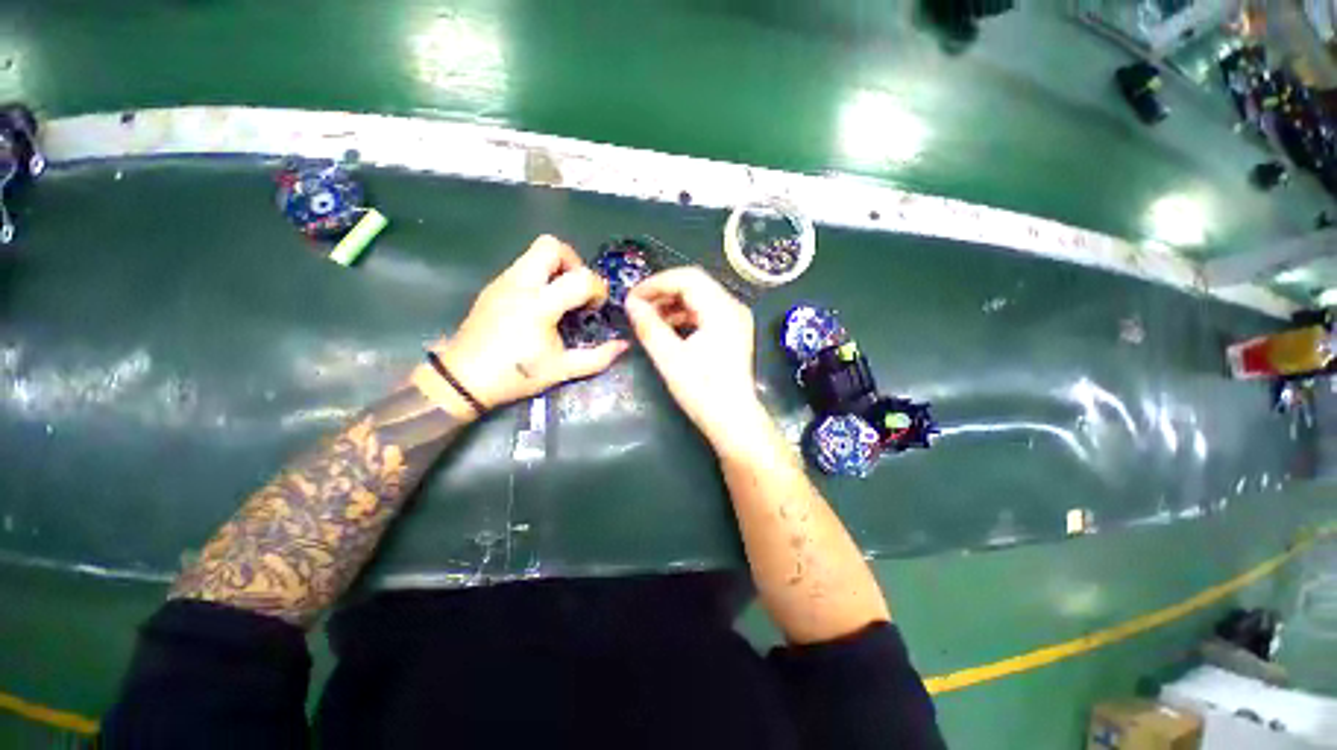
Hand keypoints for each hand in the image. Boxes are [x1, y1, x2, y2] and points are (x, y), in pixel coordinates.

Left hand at [415, 236, 627, 418]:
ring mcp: (503, 281)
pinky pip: (523, 267)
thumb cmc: (516, 375)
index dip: (597, 289)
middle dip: (573, 262)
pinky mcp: (494, 286)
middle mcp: (519, 284)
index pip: (580, 278)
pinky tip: (540, 305)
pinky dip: (540, 277)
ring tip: (560, 298)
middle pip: (551, 246)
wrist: (463, 379)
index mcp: (539, 305)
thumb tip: (623, 345)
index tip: (595, 308)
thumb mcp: (562, 370)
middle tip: (577, 289)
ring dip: (556, 268)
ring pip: (534, 252)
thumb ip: (597, 357)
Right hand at [626, 267, 769, 452]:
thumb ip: (649, 326)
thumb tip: (630, 303)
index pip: (687, 278)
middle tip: (637, 305)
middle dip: (663, 291)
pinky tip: (667, 327)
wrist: (733, 420)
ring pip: (699, 297)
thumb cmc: (703, 391)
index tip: (632, 297)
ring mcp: (735, 319)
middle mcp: (733, 307)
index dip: (656, 283)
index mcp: (722, 310)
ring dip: (672, 303)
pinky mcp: (732, 332)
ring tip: (648, 317)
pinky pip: (705, 312)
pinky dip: (684, 315)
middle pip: (694, 284)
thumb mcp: (670, 359)